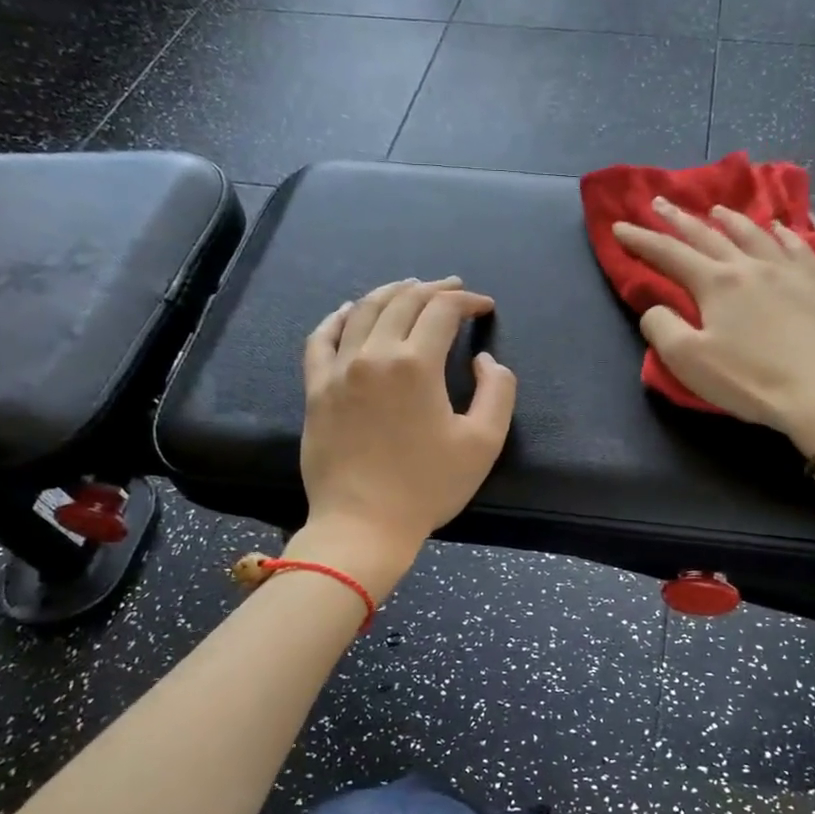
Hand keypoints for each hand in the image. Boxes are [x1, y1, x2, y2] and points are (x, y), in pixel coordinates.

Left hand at [296, 278, 516, 587]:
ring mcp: (338, 370)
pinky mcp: (316, 389)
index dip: (467, 302)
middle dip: (434, 289)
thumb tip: (484, 359)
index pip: (442, 311)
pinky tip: (350, 310)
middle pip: (403, 301)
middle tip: (454, 289)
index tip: (485, 307)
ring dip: (391, 292)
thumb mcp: (484, 442)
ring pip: (364, 311)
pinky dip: (338, 317)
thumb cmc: (428, 486)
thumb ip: (498, 390)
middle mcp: (373, 355)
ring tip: (410, 287)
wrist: (363, 525)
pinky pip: (321, 339)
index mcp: (415, 365)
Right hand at [613, 198, 814, 453]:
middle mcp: (749, 265)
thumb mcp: (688, 361)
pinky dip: (783, 232)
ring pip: (752, 233)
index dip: (641, 240)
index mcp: (715, 283)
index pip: (669, 254)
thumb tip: (656, 308)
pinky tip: (779, 228)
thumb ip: (661, 327)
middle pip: (707, 235)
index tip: (619, 227)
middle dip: (678, 219)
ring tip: (716, 210)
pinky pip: (797, 246)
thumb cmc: (749, 379)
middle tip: (659, 202)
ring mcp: (787, 270)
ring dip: (729, 220)